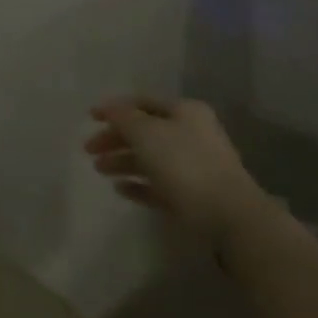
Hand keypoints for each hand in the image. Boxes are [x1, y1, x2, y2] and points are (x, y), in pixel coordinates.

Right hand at [84, 97, 270, 258]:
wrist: (228, 215)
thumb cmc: (184, 164)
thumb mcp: (146, 132)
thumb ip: (123, 117)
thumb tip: (109, 108)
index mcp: (184, 112)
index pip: (142, 102)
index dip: (114, 108)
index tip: (90, 118)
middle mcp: (190, 134)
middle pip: (144, 132)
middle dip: (115, 139)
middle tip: (88, 150)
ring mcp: (193, 167)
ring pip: (150, 159)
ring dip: (122, 162)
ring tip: (99, 170)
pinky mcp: (192, 196)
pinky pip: (159, 185)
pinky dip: (138, 184)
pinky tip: (120, 189)